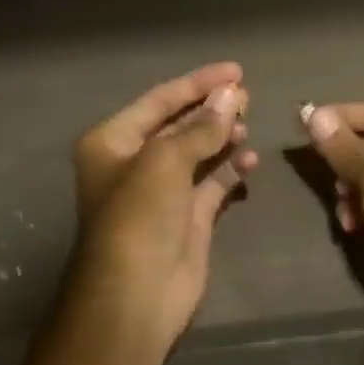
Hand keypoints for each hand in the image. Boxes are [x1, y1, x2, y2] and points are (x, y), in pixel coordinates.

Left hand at [67, 63, 259, 349]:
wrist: (137, 293)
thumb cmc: (138, 216)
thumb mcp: (165, 161)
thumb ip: (201, 128)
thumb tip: (232, 96)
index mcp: (113, 143)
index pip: (159, 101)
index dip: (197, 83)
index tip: (235, 71)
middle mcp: (135, 164)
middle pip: (178, 125)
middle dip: (211, 109)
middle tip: (248, 96)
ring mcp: (163, 193)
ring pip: (197, 154)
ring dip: (222, 137)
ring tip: (249, 122)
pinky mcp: (188, 219)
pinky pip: (212, 185)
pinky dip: (230, 170)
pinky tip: (250, 158)